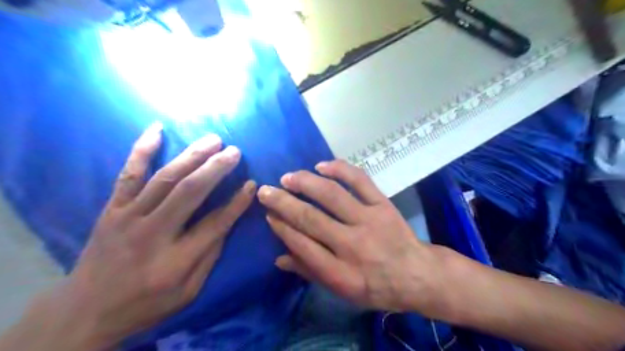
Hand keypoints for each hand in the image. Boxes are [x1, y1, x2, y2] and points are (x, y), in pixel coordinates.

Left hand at [56, 124, 252, 347]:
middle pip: (190, 192)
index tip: (252, 184)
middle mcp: (153, 233)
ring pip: (165, 178)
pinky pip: (127, 174)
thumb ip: (209, 255)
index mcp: (176, 260)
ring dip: (192, 155)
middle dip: (216, 168)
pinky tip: (156, 129)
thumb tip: (226, 221)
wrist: (85, 311)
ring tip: (213, 139)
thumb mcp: (188, 291)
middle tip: (235, 151)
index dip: (237, 202)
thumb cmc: (146, 303)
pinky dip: (141, 150)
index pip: (215, 223)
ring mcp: (128, 217)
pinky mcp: (112, 209)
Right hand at [257, 160, 451, 313]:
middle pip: (310, 218)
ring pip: (331, 195)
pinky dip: (340, 169)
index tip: (268, 214)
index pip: (301, 244)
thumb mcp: (343, 292)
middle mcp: (352, 244)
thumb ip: (310, 273)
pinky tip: (321, 166)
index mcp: (340, 272)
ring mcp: (369, 220)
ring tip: (288, 177)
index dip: (281, 227)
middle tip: (265, 191)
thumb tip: (279, 257)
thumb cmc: (376, 287)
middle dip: (283, 202)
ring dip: (305, 183)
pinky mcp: (383, 204)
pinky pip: (360, 181)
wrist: (417, 274)